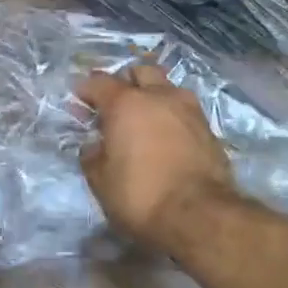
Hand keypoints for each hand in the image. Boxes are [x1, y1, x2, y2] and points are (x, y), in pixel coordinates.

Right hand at [76, 65, 234, 254]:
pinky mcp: (209, 128)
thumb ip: (92, 156)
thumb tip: (94, 145)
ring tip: (144, 118)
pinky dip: (171, 116)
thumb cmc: (141, 195)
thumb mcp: (101, 181)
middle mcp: (158, 96)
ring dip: (153, 95)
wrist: (200, 216)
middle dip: (125, 81)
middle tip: (115, 103)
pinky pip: (184, 110)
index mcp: (125, 103)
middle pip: (140, 71)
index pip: (99, 82)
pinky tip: (166, 136)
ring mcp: (188, 109)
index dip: (85, 89)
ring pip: (167, 87)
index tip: (78, 100)